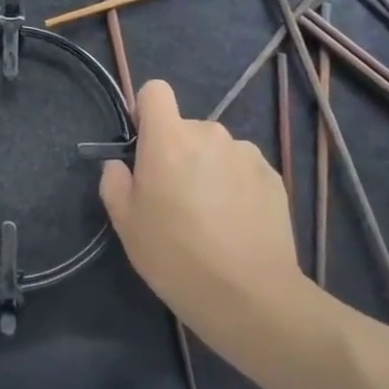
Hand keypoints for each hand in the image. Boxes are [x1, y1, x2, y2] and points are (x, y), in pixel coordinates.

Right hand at [100, 80, 308, 351]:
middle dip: (179, 153)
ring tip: (213, 218)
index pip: (155, 91)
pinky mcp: (273, 177)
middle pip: (187, 129)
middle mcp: (209, 133)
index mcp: (169, 138)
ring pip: (217, 151)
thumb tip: (119, 165)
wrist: (251, 297)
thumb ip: (114, 183)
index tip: (145, 148)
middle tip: (177, 200)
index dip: (147, 113)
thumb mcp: (127, 225)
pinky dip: (238, 187)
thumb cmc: (177, 257)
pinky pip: (244, 170)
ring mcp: (246, 153)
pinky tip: (238, 226)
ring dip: (210, 170)